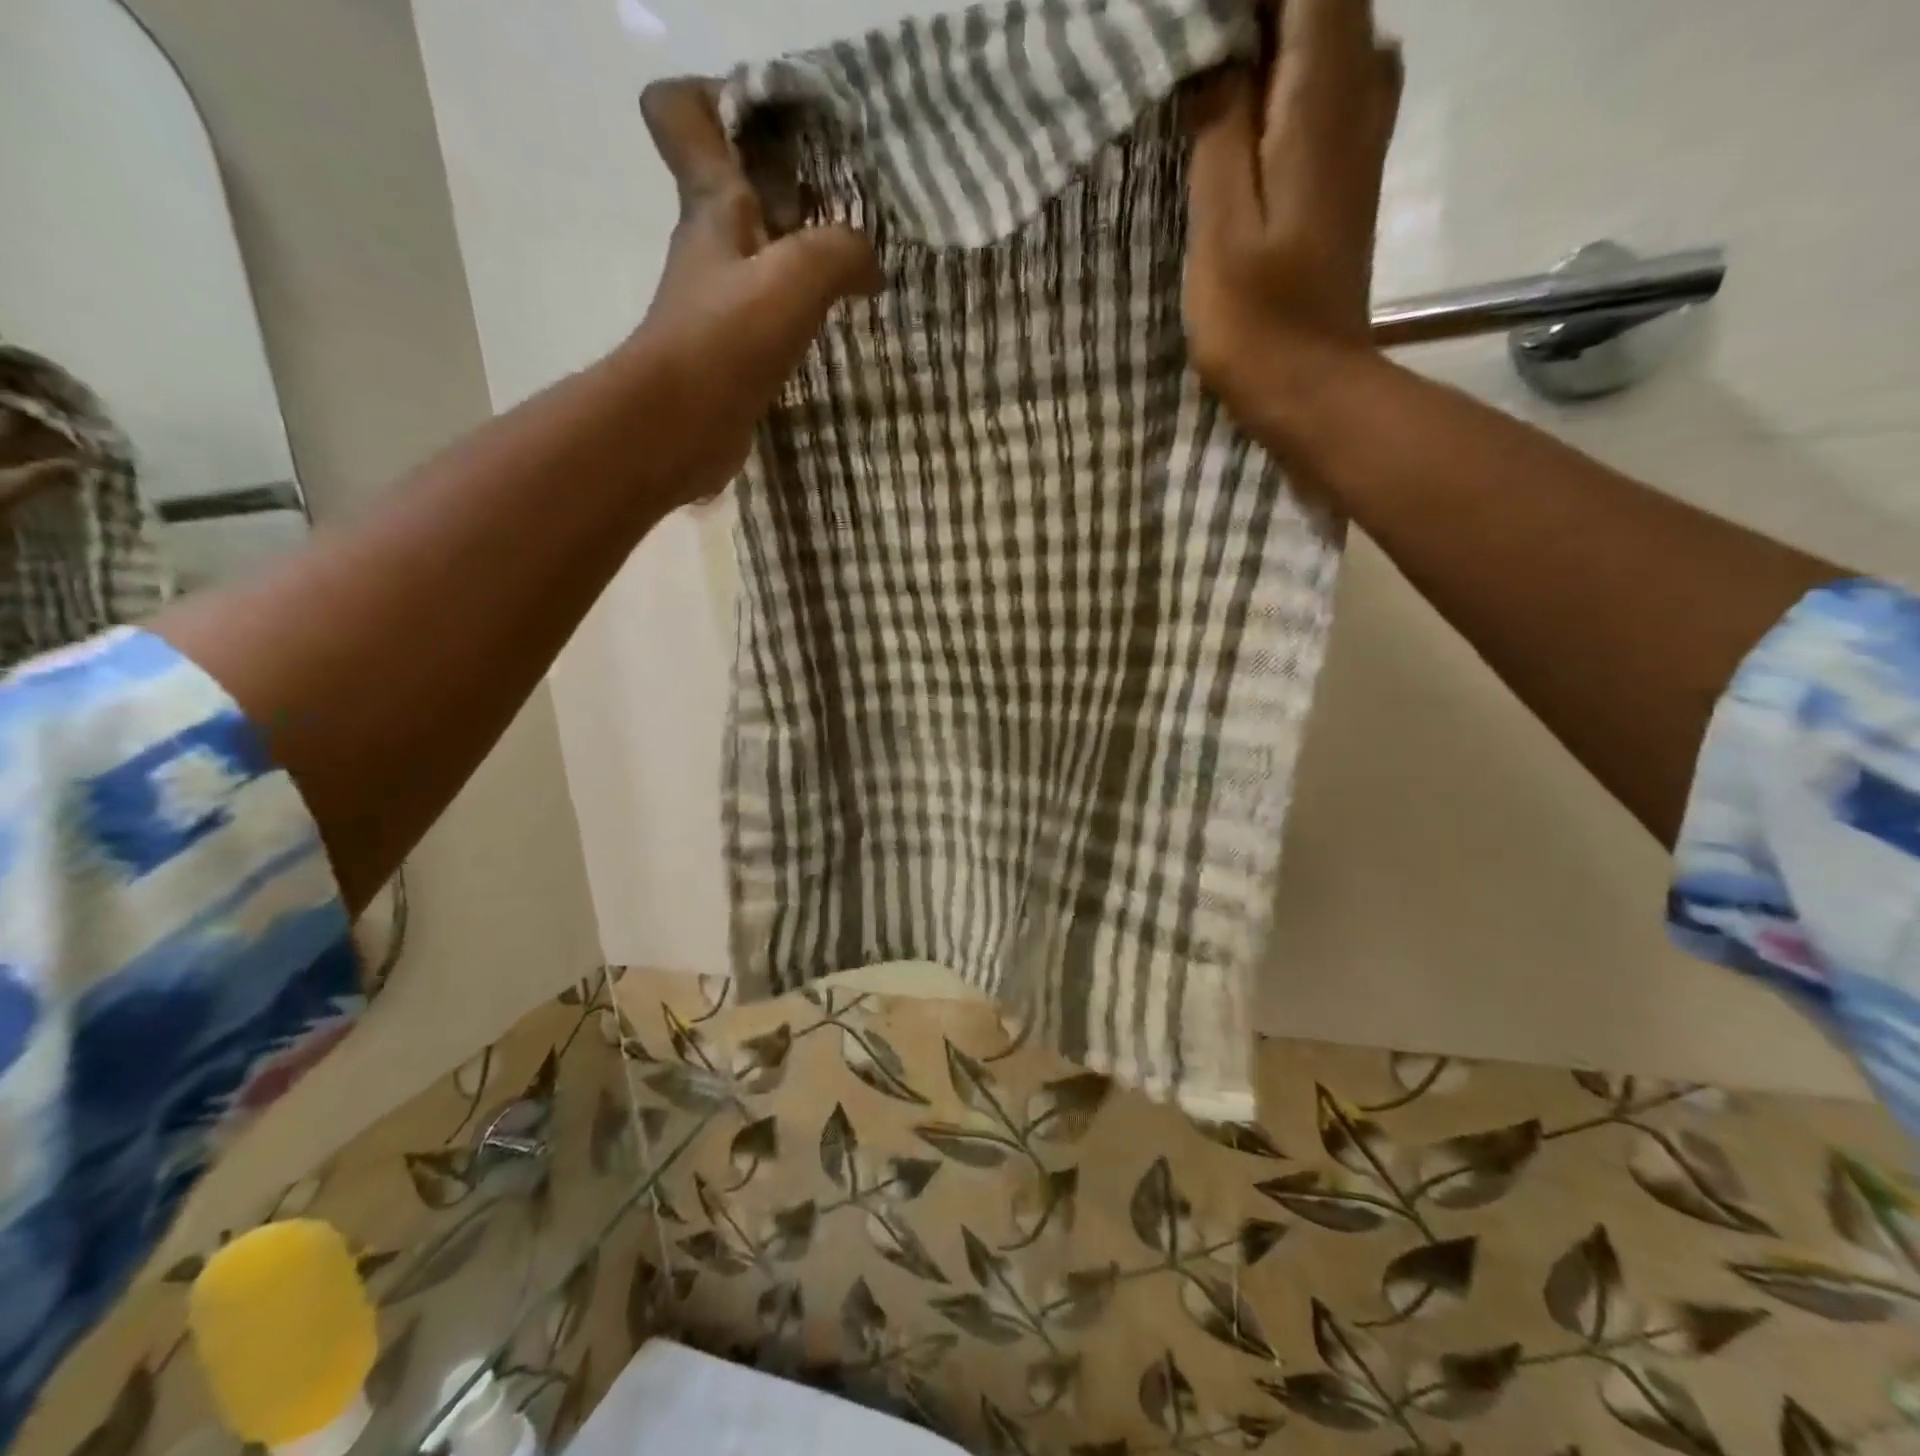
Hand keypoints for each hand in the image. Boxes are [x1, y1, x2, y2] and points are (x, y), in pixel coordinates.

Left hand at [627, 78, 882, 505]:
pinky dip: (800, 315)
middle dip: (790, 187)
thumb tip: (870, 264)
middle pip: (739, 189)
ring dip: (803, 259)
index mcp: (713, 205)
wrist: (680, 427)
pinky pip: (770, 314)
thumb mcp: (796, 277)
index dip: (722, 100)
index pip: (683, 114)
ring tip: (856, 273)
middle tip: (848, 206)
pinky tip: (834, 330)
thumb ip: (841, 253)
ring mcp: (717, 303)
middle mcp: (709, 246)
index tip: (782, 127)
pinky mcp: (730, 352)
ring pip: (760, 256)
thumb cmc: (727, 340)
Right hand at [1183, 0, 1401, 439]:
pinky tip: (1235, 110)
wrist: (1313, 387)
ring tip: (1201, 73)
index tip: (1190, 25)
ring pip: (1323, 33)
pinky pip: (1324, 79)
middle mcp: (1361, 87)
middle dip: (1249, 14)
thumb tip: (1214, 53)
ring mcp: (1363, 126)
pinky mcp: (1349, 164)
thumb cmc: (1259, 322)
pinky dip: (1280, 75)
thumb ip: (1219, 129)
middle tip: (1186, 50)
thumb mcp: (1221, 229)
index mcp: (1325, 96)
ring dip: (1265, 37)